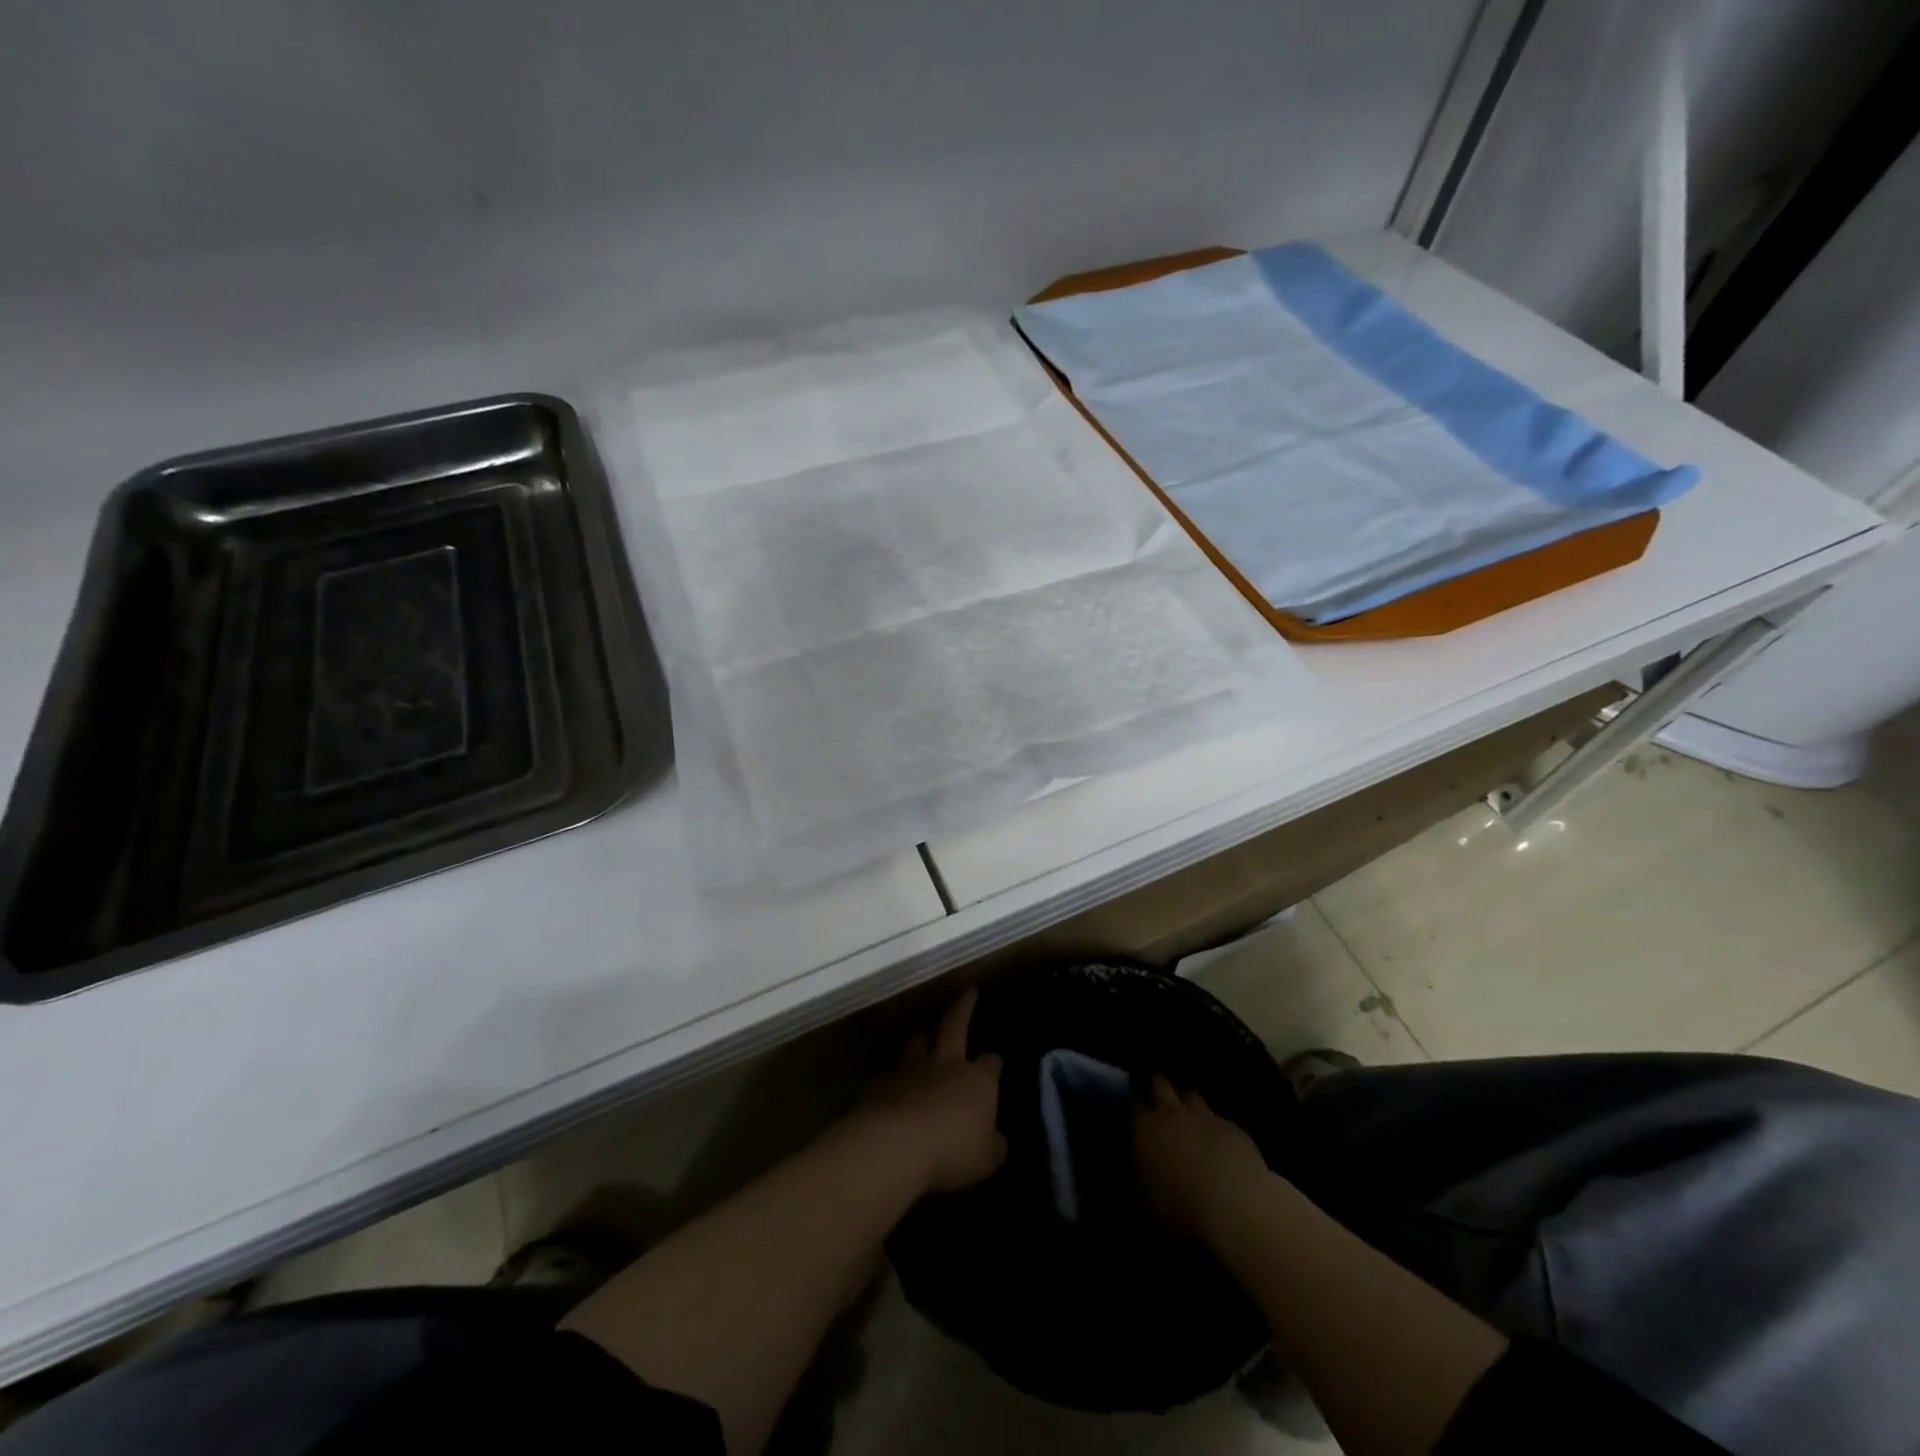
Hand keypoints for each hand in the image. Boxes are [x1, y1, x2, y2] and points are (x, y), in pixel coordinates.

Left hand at [859, 988, 1006, 1193]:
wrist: (896, 1144)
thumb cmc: (952, 1150)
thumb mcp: (987, 1158)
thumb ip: (992, 1145)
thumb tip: (996, 1140)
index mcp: (976, 1080)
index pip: (992, 1063)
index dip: (996, 1061)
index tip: (998, 1059)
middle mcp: (945, 1065)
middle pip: (955, 1025)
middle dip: (963, 1007)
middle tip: (968, 989)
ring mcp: (911, 1070)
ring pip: (917, 1044)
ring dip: (922, 1041)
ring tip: (922, 1039)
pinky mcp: (881, 1084)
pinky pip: (889, 1076)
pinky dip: (893, 1080)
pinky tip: (891, 1089)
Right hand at [1133, 1074, 1271, 1239]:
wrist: (1234, 1206)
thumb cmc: (1182, 1209)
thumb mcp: (1150, 1197)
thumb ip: (1146, 1172)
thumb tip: (1146, 1165)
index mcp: (1146, 1129)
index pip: (1132, 1108)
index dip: (1133, 1110)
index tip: (1133, 1115)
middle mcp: (1172, 1114)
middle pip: (1160, 1086)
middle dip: (1157, 1086)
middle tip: (1156, 1092)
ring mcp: (1204, 1117)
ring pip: (1191, 1096)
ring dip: (1187, 1103)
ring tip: (1189, 1116)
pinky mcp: (1232, 1128)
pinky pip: (1219, 1120)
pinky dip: (1216, 1128)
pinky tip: (1221, 1144)